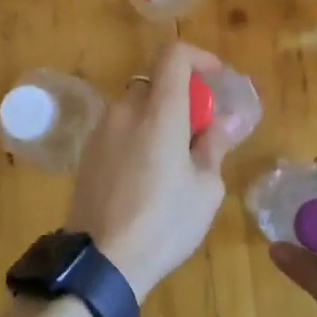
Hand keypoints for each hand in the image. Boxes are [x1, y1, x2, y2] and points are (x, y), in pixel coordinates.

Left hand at [64, 43, 236, 300]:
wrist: (101, 262)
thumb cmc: (164, 223)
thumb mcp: (205, 188)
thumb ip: (215, 145)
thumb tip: (229, 119)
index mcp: (159, 111)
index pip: (173, 55)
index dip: (199, 57)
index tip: (216, 78)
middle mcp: (125, 110)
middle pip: (155, 84)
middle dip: (181, 98)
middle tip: (200, 132)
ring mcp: (100, 130)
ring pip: (135, 108)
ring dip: (158, 119)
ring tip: (175, 161)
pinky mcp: (87, 153)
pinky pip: (119, 130)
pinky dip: (138, 136)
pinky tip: (146, 176)